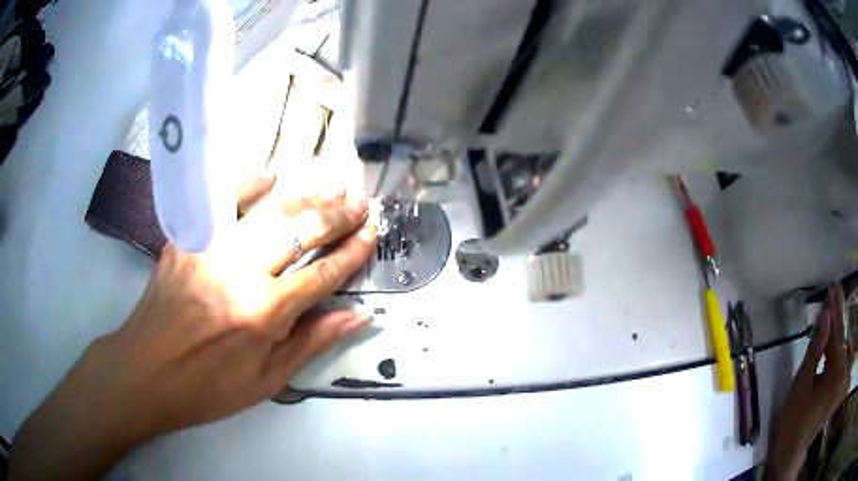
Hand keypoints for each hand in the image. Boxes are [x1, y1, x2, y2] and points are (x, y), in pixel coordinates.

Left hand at [10, 176, 376, 479]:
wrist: (146, 372)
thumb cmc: (208, 388)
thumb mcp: (265, 382)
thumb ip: (311, 343)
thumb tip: (357, 317)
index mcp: (263, 314)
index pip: (322, 274)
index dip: (353, 253)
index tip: (373, 233)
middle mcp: (240, 273)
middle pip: (300, 231)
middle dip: (337, 215)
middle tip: (361, 201)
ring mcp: (210, 249)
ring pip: (267, 210)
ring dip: (304, 195)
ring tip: (332, 185)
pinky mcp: (186, 239)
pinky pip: (221, 202)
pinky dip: (248, 184)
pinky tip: (270, 177)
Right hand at [767, 285, 853, 480]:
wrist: (791, 453)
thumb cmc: (794, 421)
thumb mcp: (801, 385)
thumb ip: (816, 349)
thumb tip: (826, 316)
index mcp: (836, 373)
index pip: (836, 333)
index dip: (833, 310)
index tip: (832, 288)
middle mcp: (842, 374)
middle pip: (842, 339)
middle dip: (839, 315)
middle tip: (836, 292)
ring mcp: (840, 382)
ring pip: (842, 349)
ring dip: (839, 330)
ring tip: (836, 310)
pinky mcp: (837, 390)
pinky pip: (840, 361)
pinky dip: (838, 347)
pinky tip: (835, 338)